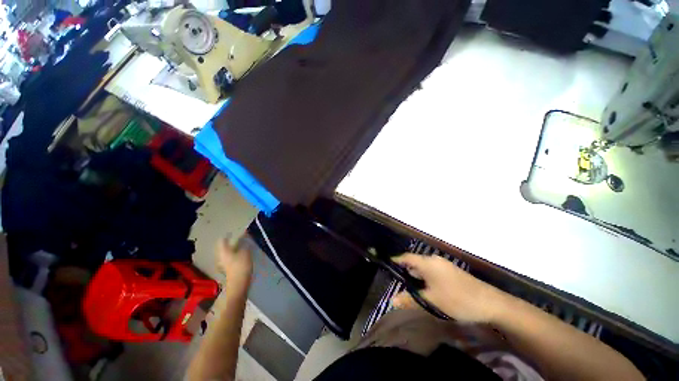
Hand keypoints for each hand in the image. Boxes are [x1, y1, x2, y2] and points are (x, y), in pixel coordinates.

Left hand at [216, 237, 252, 294]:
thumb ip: (244, 243)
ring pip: (226, 252)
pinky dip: (234, 254)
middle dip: (231, 242)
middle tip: (240, 238)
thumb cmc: (241, 266)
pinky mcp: (227, 269)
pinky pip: (229, 258)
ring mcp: (222, 263)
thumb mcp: (245, 252)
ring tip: (242, 246)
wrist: (238, 285)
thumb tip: (244, 236)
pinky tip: (241, 255)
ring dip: (233, 248)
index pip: (222, 239)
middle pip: (223, 246)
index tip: (235, 232)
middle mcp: (220, 256)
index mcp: (223, 251)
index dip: (228, 235)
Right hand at [392, 253, 507, 322]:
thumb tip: (392, 301)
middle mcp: (434, 260)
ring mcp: (444, 265)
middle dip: (405, 271)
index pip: (406, 257)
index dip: (396, 261)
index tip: (386, 266)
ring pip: (424, 267)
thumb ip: (410, 300)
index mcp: (427, 263)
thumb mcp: (431, 301)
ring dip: (416, 275)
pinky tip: (426, 289)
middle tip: (396, 282)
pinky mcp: (451, 271)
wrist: (490, 303)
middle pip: (415, 262)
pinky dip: (425, 277)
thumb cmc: (457, 299)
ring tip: (409, 287)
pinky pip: (432, 271)